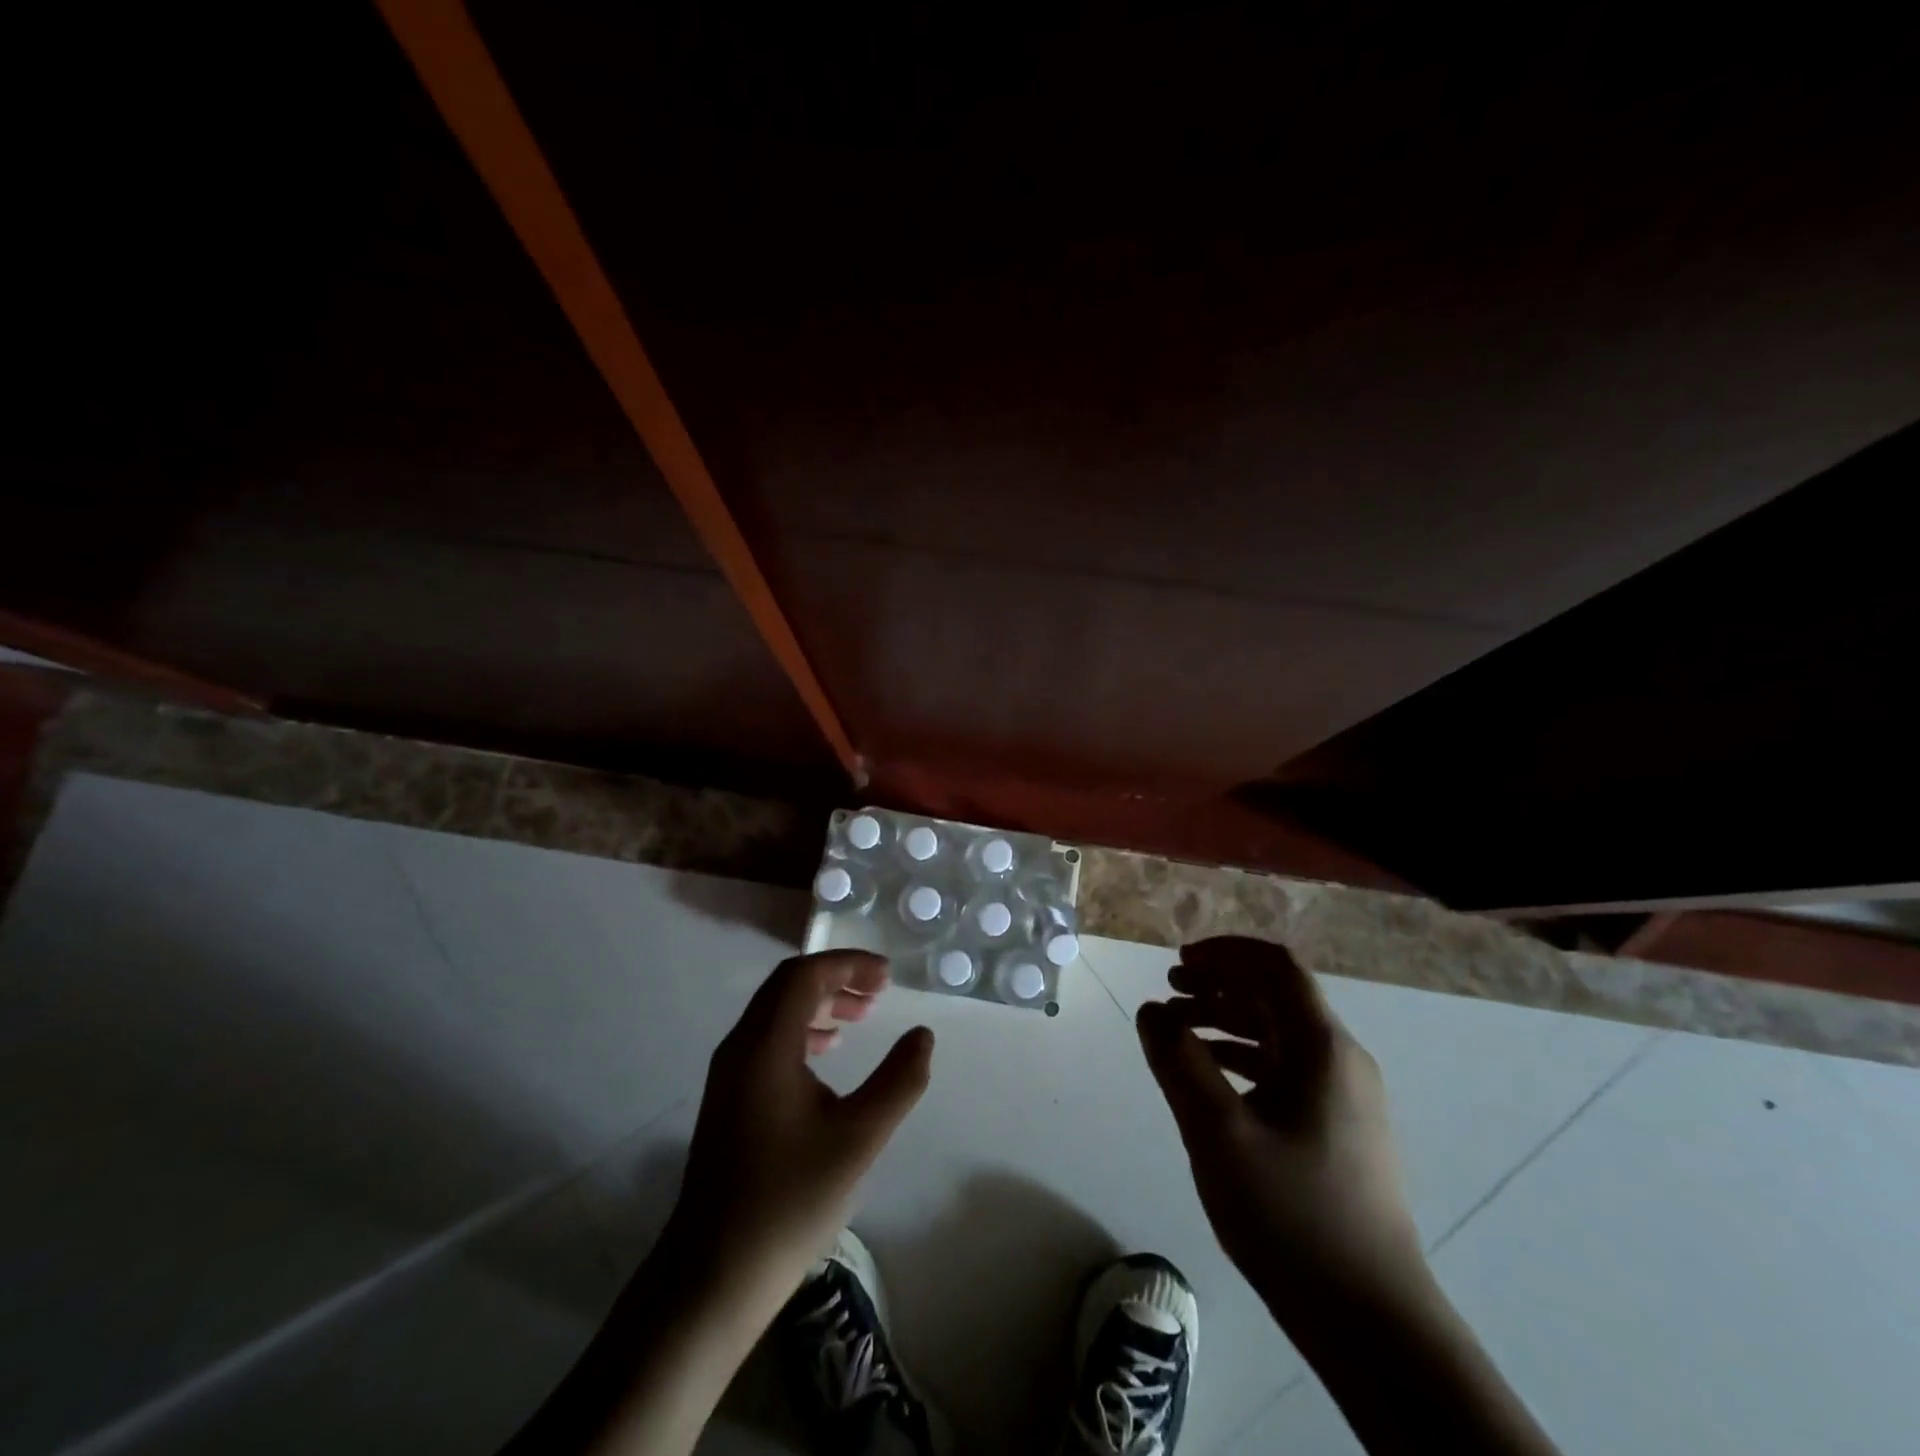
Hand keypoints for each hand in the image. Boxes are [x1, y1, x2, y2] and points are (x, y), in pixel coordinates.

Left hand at [664, 951, 933, 1313]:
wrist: (713, 1275)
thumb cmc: (789, 1201)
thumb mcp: (858, 1139)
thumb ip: (897, 1082)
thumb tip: (923, 1036)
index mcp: (765, 1047)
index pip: (804, 976)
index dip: (848, 965)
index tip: (887, 977)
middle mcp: (740, 1048)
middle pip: (787, 986)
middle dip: (836, 978)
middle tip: (879, 992)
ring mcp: (729, 1074)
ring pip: (775, 1011)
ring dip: (819, 1002)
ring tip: (861, 1016)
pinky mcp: (730, 1098)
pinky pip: (767, 1038)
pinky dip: (802, 1029)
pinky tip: (827, 1053)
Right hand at [1137, 936, 1422, 1318]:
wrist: (1372, 1322)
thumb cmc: (1291, 1214)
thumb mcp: (1217, 1132)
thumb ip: (1178, 1061)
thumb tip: (1152, 1010)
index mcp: (1322, 1048)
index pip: (1277, 967)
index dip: (1226, 953)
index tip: (1179, 963)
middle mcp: (1340, 1061)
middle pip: (1276, 997)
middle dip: (1218, 985)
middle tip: (1168, 992)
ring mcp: (1344, 1099)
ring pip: (1278, 1035)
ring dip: (1226, 1021)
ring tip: (1176, 1032)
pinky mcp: (1338, 1131)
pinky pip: (1284, 1071)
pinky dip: (1242, 1058)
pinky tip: (1208, 1078)